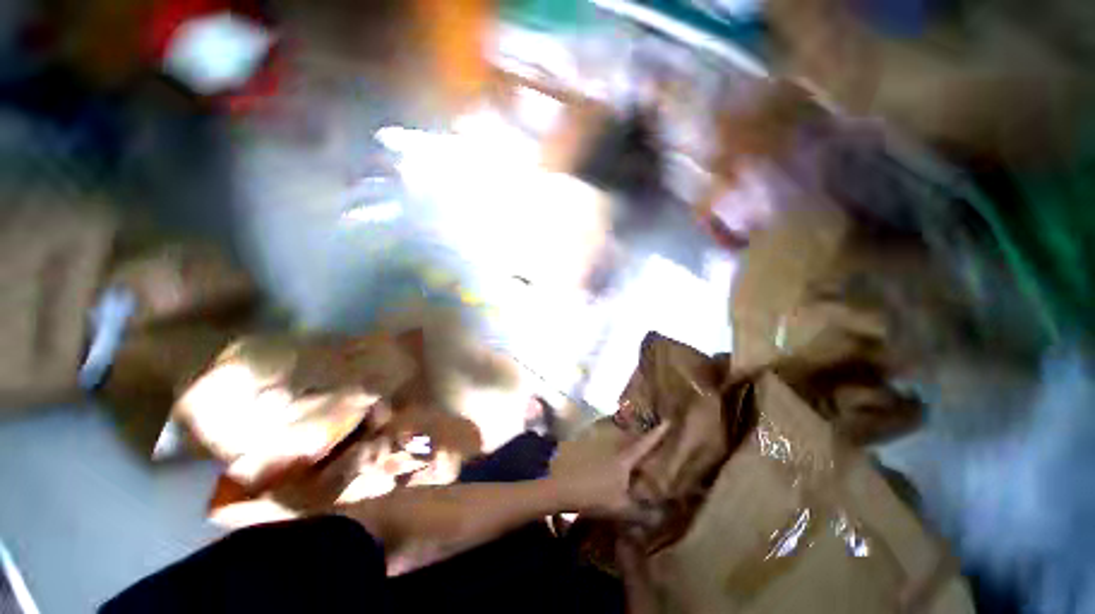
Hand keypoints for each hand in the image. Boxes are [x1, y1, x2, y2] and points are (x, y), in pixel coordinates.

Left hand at [549, 422, 669, 518]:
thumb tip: (660, 517)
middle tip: (655, 440)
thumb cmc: (594, 495)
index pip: (644, 445)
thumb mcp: (620, 507)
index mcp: (624, 460)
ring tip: (638, 457)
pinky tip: (615, 468)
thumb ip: (640, 513)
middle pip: (631, 443)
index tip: (667, 421)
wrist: (562, 487)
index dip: (657, 435)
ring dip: (628, 449)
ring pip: (619, 448)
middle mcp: (613, 450)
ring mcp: (599, 450)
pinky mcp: (588, 454)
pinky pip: (608, 453)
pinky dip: (615, 457)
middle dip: (643, 441)